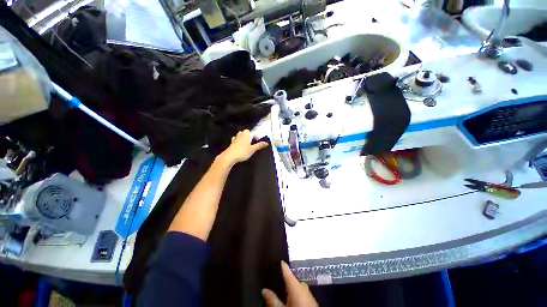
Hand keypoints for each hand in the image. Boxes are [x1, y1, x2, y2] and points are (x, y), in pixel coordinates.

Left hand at [219, 130, 268, 165]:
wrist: (230, 156)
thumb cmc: (242, 152)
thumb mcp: (252, 149)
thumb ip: (259, 145)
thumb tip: (266, 143)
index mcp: (247, 135)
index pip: (253, 133)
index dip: (256, 137)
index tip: (258, 141)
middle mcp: (241, 135)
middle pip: (246, 132)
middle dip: (249, 135)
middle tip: (252, 141)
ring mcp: (235, 138)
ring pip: (240, 135)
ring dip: (243, 137)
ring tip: (246, 143)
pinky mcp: (232, 142)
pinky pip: (236, 139)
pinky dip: (238, 141)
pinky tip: (239, 145)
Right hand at [262, 261, 317, 306]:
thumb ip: (272, 299)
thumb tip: (264, 290)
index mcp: (296, 285)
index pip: (287, 270)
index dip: (281, 264)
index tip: (277, 259)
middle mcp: (303, 286)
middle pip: (292, 278)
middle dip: (285, 279)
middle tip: (276, 278)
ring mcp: (309, 293)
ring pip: (297, 286)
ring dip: (290, 286)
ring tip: (281, 287)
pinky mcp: (312, 300)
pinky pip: (302, 292)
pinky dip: (296, 292)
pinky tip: (290, 296)